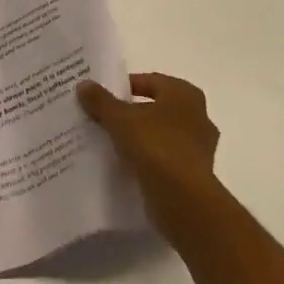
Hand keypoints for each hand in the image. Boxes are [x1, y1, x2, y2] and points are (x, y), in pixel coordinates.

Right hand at [77, 72, 222, 245]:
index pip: (150, 81)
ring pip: (162, 135)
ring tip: (112, 143)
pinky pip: (166, 159)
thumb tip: (83, 84)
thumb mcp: (120, 119)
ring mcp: (200, 147)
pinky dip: (149, 160)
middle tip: (104, 119)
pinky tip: (128, 166)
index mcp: (184, 94)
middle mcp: (198, 116)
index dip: (125, 87)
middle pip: (156, 108)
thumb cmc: (156, 147)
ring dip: (141, 138)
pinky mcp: (196, 175)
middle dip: (132, 113)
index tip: (102, 97)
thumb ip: (101, 101)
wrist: (185, 201)